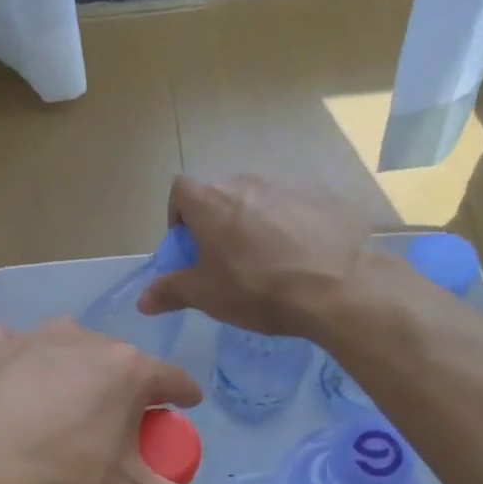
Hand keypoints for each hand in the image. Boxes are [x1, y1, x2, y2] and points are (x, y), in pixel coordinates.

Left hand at [0, 321, 233, 483]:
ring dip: (71, 367)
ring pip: (63, 346)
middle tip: (117, 421)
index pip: (171, 378)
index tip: (187, 403)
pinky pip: (8, 346)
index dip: (183, 393)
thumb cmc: (57, 482)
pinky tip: (7, 385)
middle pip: (116, 360)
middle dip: (123, 385)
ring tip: (62, 402)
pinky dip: (14, 361)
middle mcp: (81, 341)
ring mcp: (27, 340)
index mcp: (126, 371)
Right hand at [137, 174, 375, 337]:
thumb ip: (170, 291)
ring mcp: (288, 187)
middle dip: (215, 223)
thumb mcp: (206, 295)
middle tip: (224, 260)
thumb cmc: (258, 288)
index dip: (178, 216)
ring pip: (258, 201)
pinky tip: (301, 260)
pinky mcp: (323, 199)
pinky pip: (294, 210)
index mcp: (211, 200)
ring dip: (253, 225)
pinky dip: (289, 228)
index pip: (180, 190)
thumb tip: (142, 301)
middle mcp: (246, 183)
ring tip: (266, 263)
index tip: (188, 247)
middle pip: (219, 195)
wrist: (340, 287)